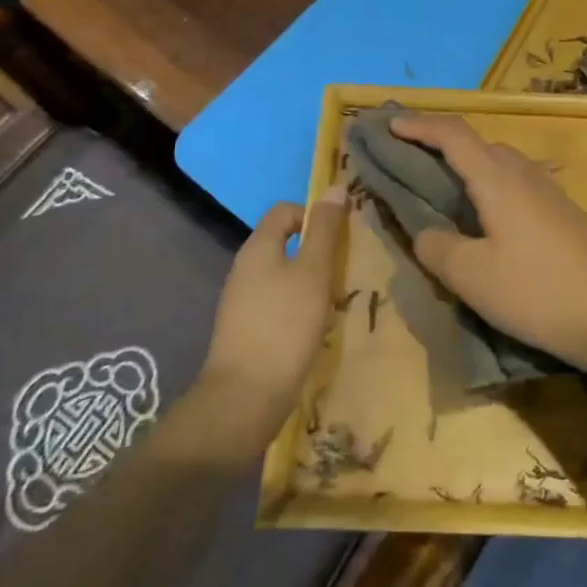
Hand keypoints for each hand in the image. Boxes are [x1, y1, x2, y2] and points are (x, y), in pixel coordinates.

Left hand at [196, 189, 346, 443]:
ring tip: (336, 299)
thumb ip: (325, 230)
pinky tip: (316, 327)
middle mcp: (244, 268)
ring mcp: (241, 302)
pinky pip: (276, 303)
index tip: (342, 236)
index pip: (285, 210)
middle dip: (316, 250)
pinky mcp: (246, 331)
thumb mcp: (314, 272)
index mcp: (258, 247)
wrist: (244, 399)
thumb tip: (335, 187)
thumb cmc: (284, 326)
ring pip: (282, 275)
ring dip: (310, 281)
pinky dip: (297, 307)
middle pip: (284, 242)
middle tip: (345, 268)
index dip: (314, 214)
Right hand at [389, 115, 586, 374]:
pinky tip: (486, 221)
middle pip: (477, 144)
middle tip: (410, 160)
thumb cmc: (537, 291)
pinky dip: (489, 188)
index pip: (452, 134)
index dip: (418, 125)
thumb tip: (426, 233)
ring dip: (467, 167)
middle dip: (440, 145)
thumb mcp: (471, 276)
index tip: (389, 124)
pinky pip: (516, 185)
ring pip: (499, 165)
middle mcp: (524, 173)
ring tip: (443, 191)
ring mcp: (549, 192)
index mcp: (497, 178)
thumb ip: (437, 248)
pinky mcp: (564, 213)